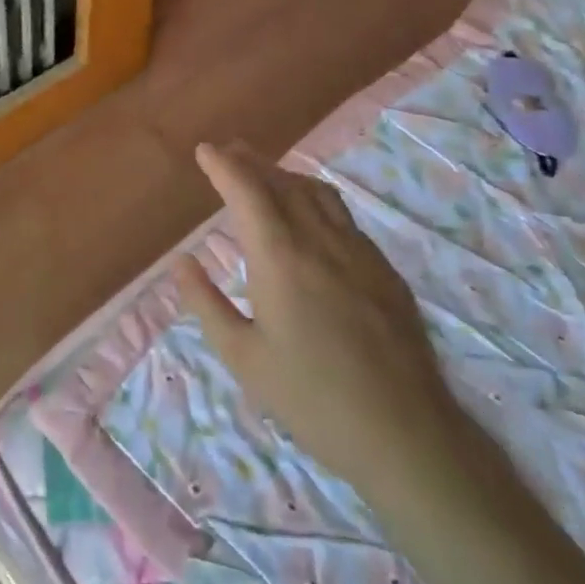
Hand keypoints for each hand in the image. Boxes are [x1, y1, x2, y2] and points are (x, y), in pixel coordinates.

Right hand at [171, 141, 464, 500]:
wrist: (403, 432)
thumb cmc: (310, 397)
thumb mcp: (242, 357)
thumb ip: (206, 303)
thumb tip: (181, 262)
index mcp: (280, 258)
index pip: (248, 192)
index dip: (224, 166)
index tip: (205, 151)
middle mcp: (321, 241)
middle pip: (284, 183)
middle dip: (253, 162)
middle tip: (230, 152)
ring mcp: (360, 253)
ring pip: (319, 194)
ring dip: (287, 176)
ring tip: (266, 175)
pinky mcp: (385, 271)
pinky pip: (344, 217)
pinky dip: (317, 200)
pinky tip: (312, 218)